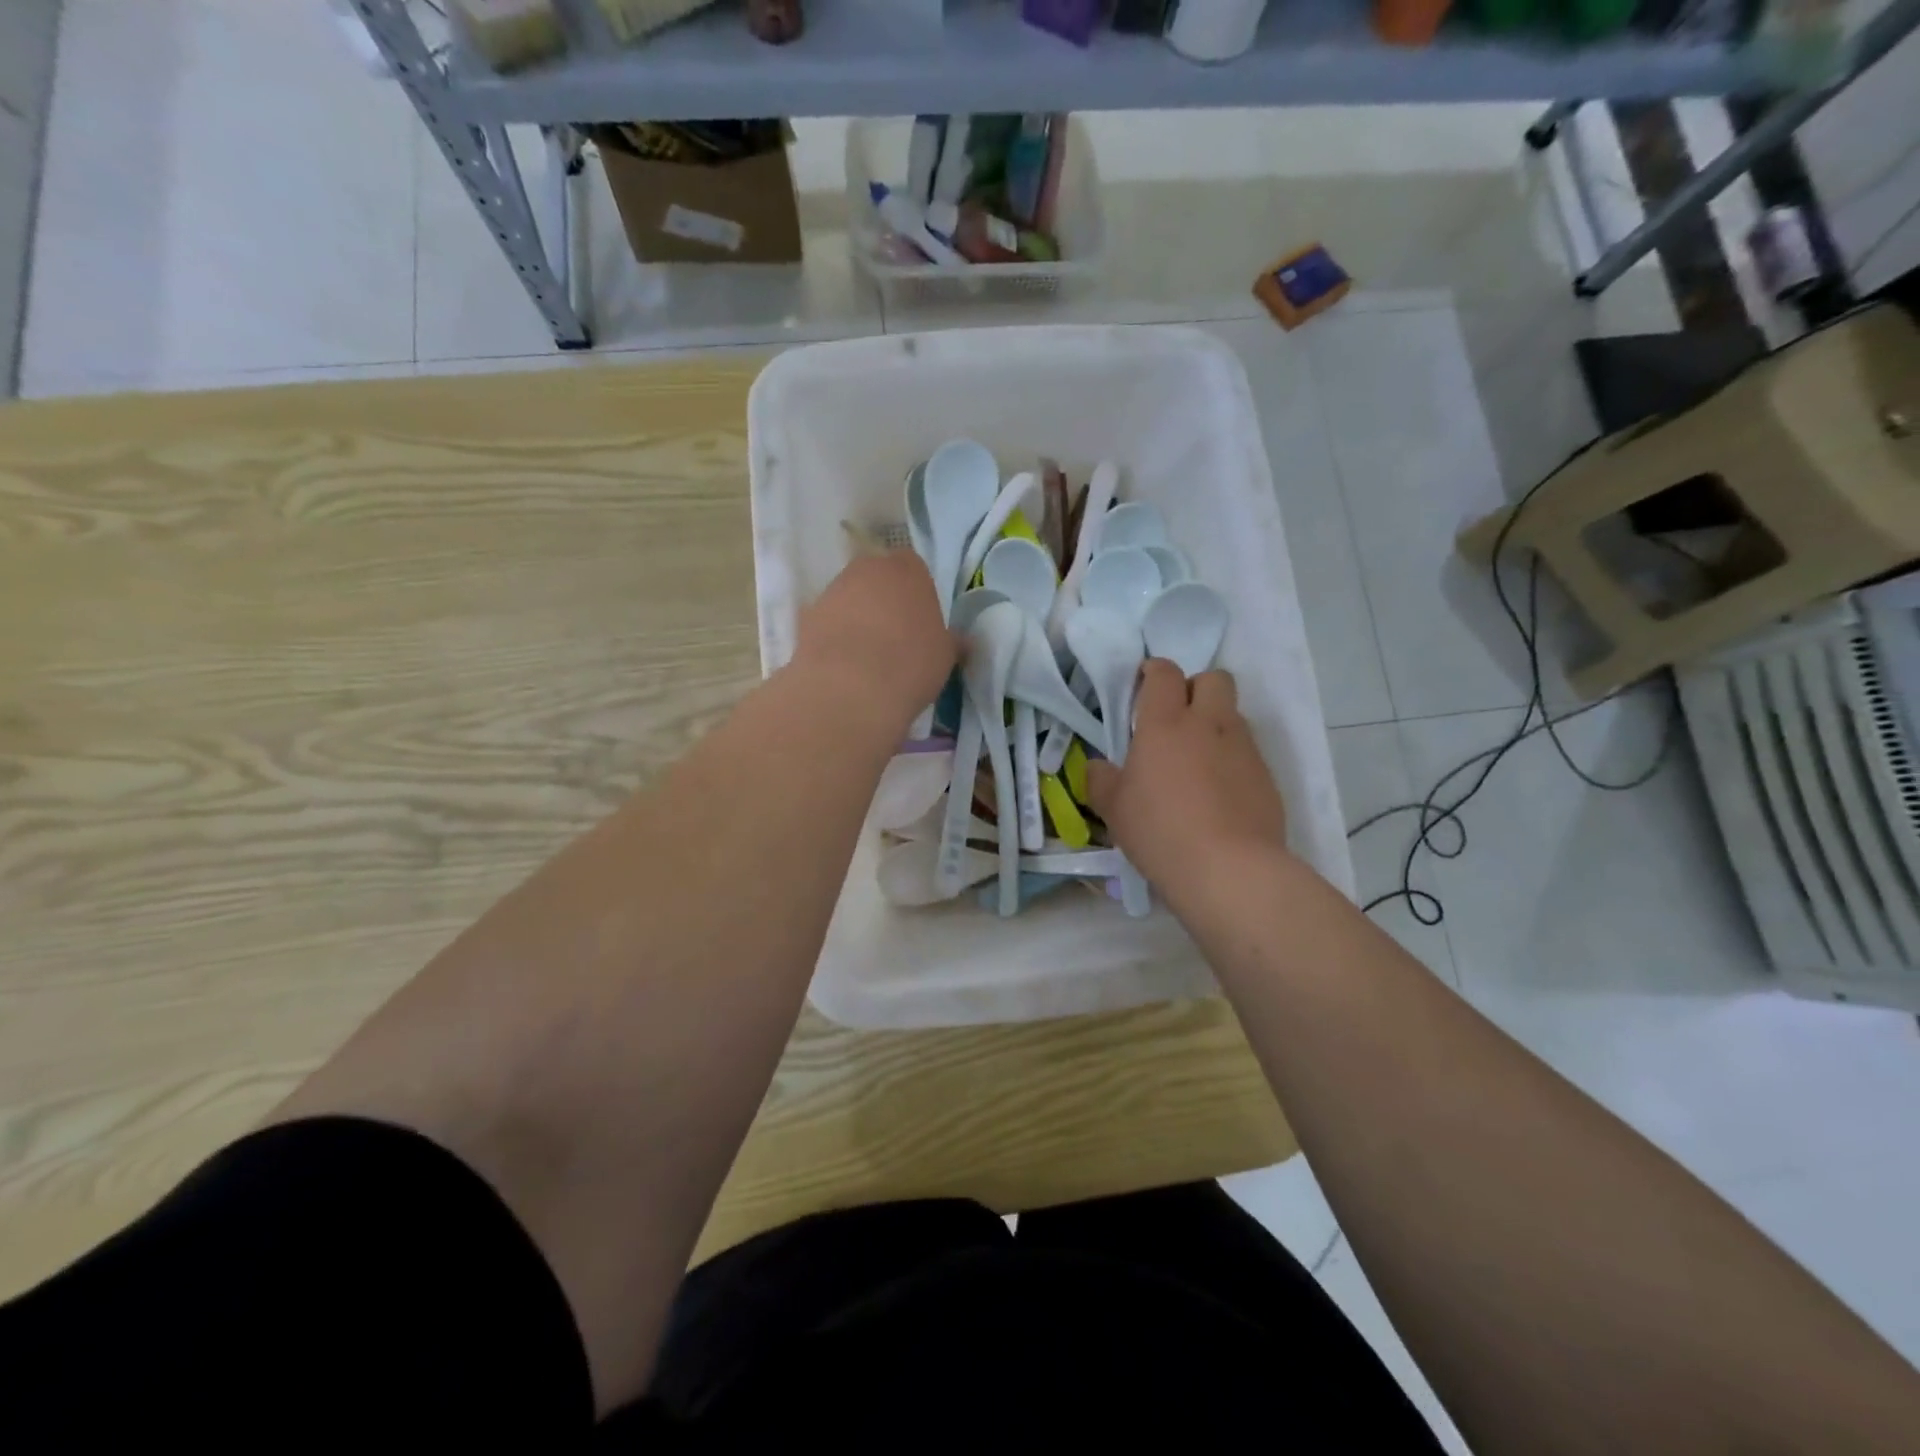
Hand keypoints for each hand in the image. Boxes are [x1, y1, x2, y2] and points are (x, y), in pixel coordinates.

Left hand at [794, 551, 956, 729]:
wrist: (849, 690)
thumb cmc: (910, 663)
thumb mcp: (945, 656)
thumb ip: (951, 641)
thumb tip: (961, 641)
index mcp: (906, 569)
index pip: (913, 568)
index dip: (917, 594)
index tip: (921, 622)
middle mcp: (866, 569)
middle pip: (877, 579)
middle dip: (884, 601)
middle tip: (896, 638)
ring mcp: (831, 591)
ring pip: (849, 600)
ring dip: (857, 619)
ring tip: (868, 658)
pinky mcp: (805, 618)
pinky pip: (828, 624)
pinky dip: (835, 638)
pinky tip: (845, 668)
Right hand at [1085, 660, 1288, 890]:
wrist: (1229, 869)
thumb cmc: (1159, 831)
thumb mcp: (1113, 809)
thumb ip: (1101, 780)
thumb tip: (1098, 767)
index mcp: (1165, 724)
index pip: (1165, 673)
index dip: (1154, 672)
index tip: (1143, 687)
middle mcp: (1209, 724)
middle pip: (1213, 679)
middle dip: (1196, 688)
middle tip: (1176, 719)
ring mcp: (1244, 749)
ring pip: (1233, 715)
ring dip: (1215, 724)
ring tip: (1197, 762)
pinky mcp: (1267, 777)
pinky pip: (1248, 752)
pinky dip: (1232, 760)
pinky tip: (1219, 794)